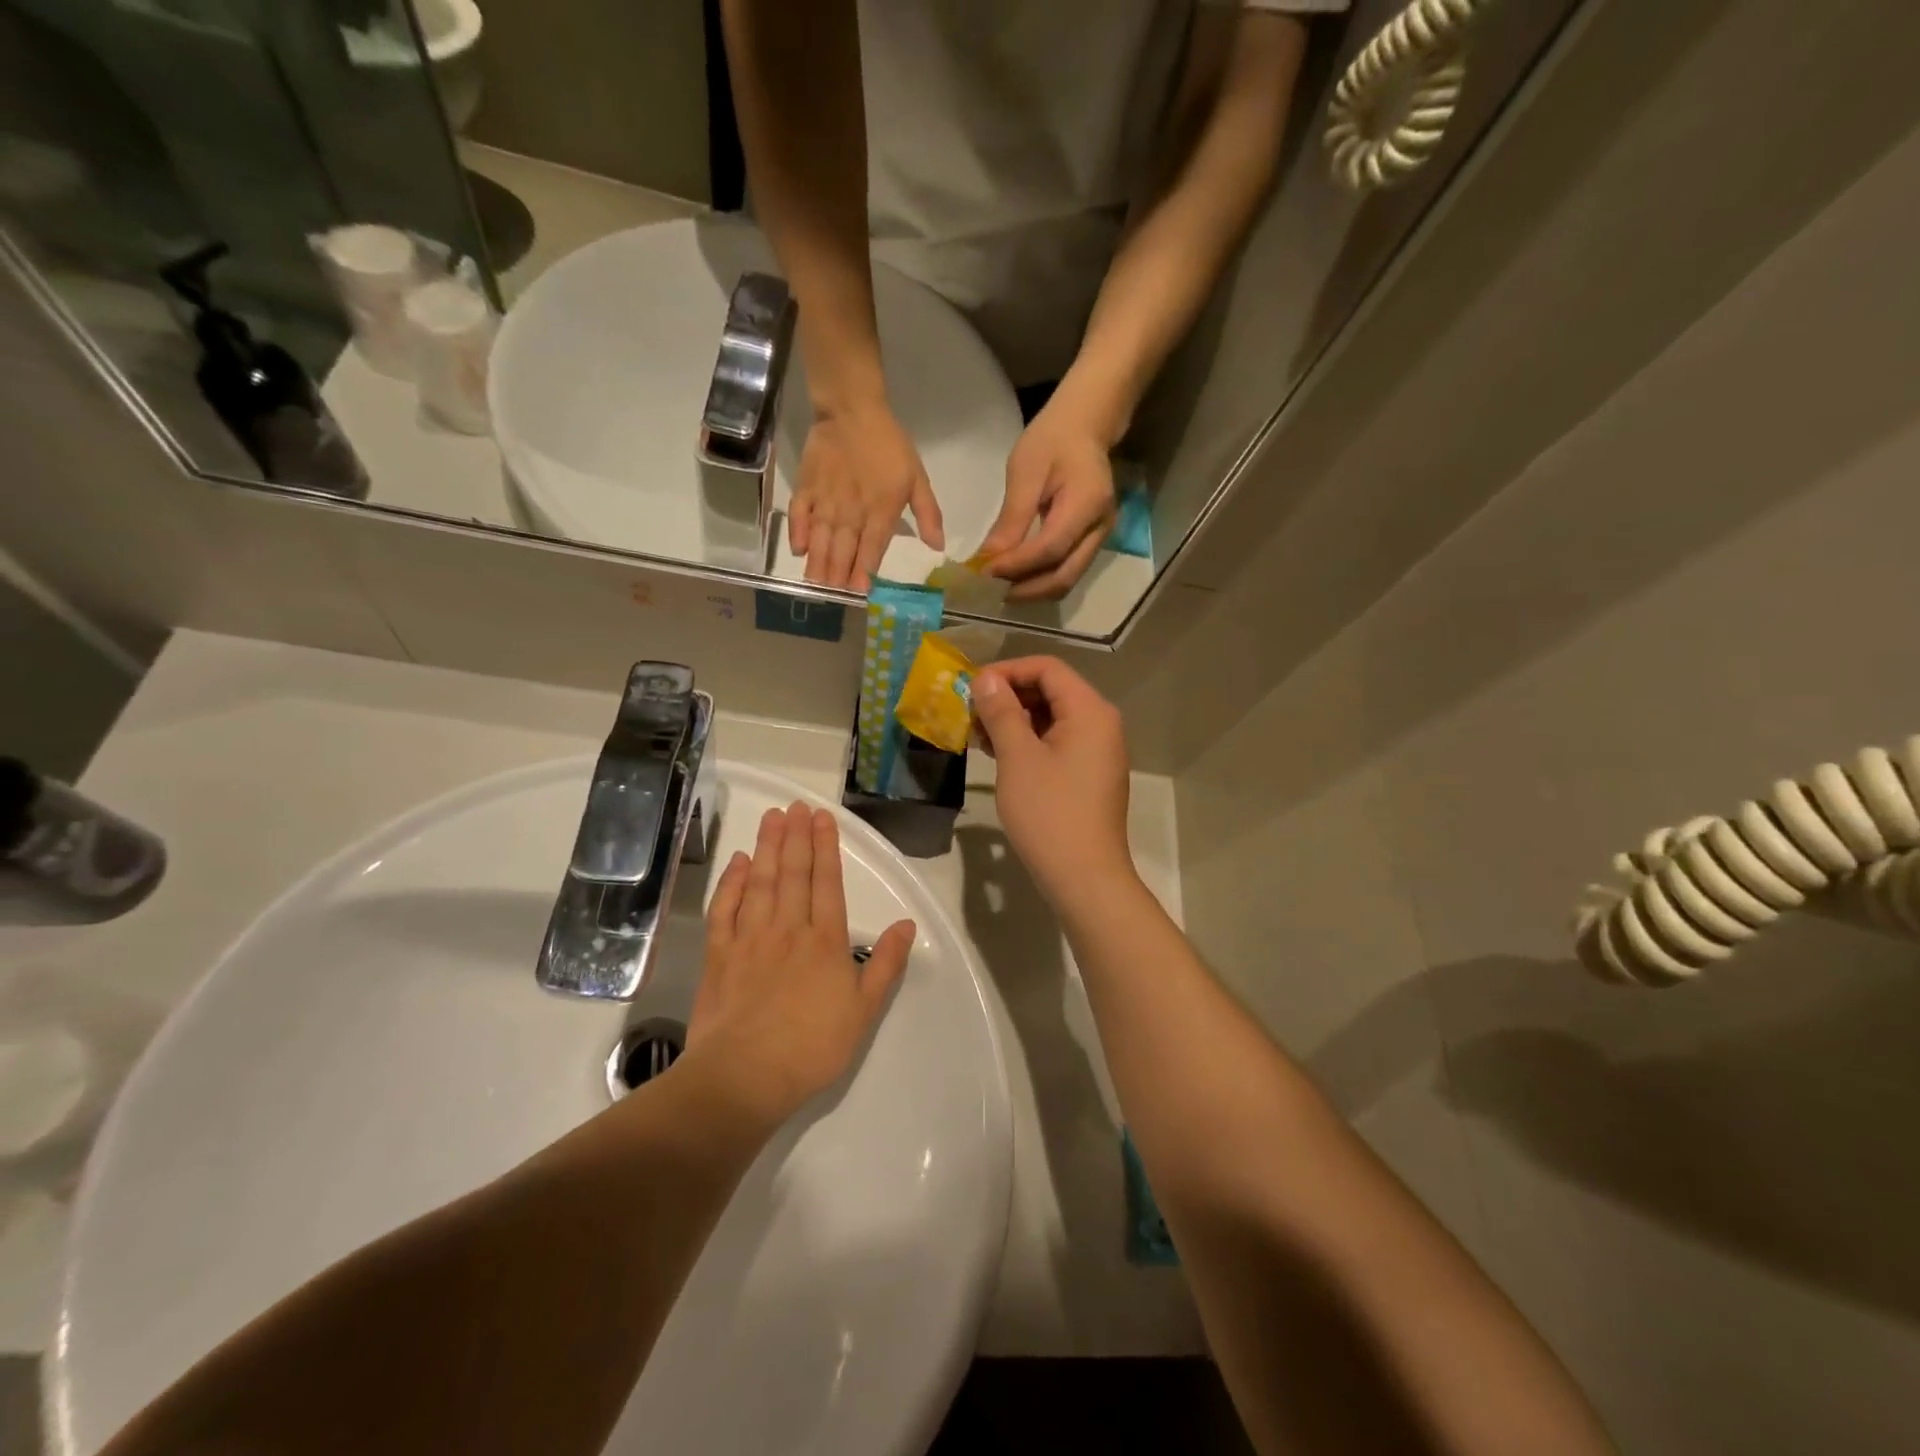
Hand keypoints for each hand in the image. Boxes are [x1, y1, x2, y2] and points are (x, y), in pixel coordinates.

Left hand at [688, 803, 914, 1122]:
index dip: (825, 847)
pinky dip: (731, 883)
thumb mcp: (864, 1011)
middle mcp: (787, 929)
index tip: (821, 817)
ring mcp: (749, 939)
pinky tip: (737, 862)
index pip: (827, 882)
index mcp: (825, 941)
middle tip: (795, 805)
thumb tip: (907, 924)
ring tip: (771, 818)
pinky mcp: (719, 955)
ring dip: (767, 847)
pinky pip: (724, 909)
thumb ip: (886, 964)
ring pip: (760, 882)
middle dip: (796, 836)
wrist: (745, 1077)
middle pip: (793, 873)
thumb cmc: (812, 1047)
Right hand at [790, 402, 943, 590]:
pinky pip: (799, 516)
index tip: (860, 593)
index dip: (864, 573)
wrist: (852, 410)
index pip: (871, 550)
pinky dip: (798, 534)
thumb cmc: (889, 445)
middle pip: (843, 551)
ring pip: (821, 540)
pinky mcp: (806, 488)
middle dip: (838, 576)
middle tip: (834, 596)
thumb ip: (928, 514)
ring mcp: (826, 501)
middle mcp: (851, 512)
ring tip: (816, 585)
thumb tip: (938, 547)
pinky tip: (799, 551)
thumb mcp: (917, 478)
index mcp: (880, 511)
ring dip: (818, 564)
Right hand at [969, 658, 1135, 908]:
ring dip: (1015, 720)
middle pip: (1052, 691)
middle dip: (1009, 696)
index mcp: (1090, 711)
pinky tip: (1000, 755)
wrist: (1084, 877)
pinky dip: (1029, 742)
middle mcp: (1101, 724)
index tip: (972, 688)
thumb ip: (1001, 711)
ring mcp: (1098, 751)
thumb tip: (986, 679)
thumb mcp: (1018, 757)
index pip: (1048, 669)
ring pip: (1052, 718)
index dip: (1007, 671)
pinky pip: (1058, 743)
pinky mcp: (1090, 775)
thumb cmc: (1049, 813)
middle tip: (971, 714)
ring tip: (979, 736)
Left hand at [980, 400, 1117, 601]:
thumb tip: (989, 558)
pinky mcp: (1092, 542)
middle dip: (1025, 590)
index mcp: (1087, 503)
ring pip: (1067, 580)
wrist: (1084, 427)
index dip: (1016, 566)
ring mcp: (1100, 538)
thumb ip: (1011, 518)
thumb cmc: (1052, 440)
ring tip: (999, 589)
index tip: (984, 572)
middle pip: (1063, 576)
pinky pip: (1067, 571)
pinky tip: (1016, 579)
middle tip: (989, 592)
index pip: (1050, 549)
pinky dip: (1040, 581)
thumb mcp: (1025, 472)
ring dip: (1032, 591)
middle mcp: (1100, 528)